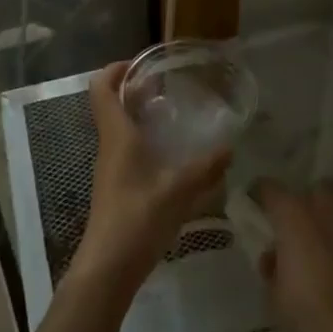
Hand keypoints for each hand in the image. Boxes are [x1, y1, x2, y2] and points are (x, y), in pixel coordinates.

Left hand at [71, 62, 231, 292]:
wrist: (107, 269)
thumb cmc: (137, 218)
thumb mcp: (178, 190)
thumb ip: (206, 167)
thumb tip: (231, 146)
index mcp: (117, 135)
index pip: (101, 88)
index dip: (115, 69)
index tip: (141, 62)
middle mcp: (109, 145)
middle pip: (111, 104)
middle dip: (133, 88)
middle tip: (167, 84)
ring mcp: (110, 167)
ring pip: (119, 127)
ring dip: (139, 114)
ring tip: (174, 113)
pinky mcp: (116, 187)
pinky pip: (126, 148)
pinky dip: (143, 139)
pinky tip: (170, 152)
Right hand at [252, 180, 332, 331]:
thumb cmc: (311, 316)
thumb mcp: (274, 298)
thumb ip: (271, 267)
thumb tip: (274, 256)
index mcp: (294, 216)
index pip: (270, 187)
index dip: (261, 195)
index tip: (258, 206)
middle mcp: (326, 208)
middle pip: (314, 189)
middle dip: (306, 203)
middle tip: (299, 228)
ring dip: (332, 221)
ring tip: (329, 248)